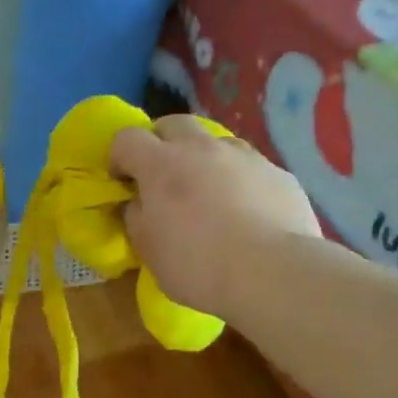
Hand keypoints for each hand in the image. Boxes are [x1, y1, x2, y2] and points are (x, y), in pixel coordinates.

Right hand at [110, 116, 321, 319]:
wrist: (272, 273)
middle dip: (161, 142)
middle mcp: (202, 148)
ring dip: (203, 158)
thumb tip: (140, 202)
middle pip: (173, 124)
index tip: (123, 181)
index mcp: (161, 164)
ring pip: (215, 141)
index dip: (119, 157)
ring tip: (207, 192)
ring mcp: (244, 156)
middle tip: (162, 175)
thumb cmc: (198, 265)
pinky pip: (248, 166)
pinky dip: (238, 179)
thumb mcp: (149, 249)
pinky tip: (245, 210)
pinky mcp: (278, 172)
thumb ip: (137, 217)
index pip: (127, 138)